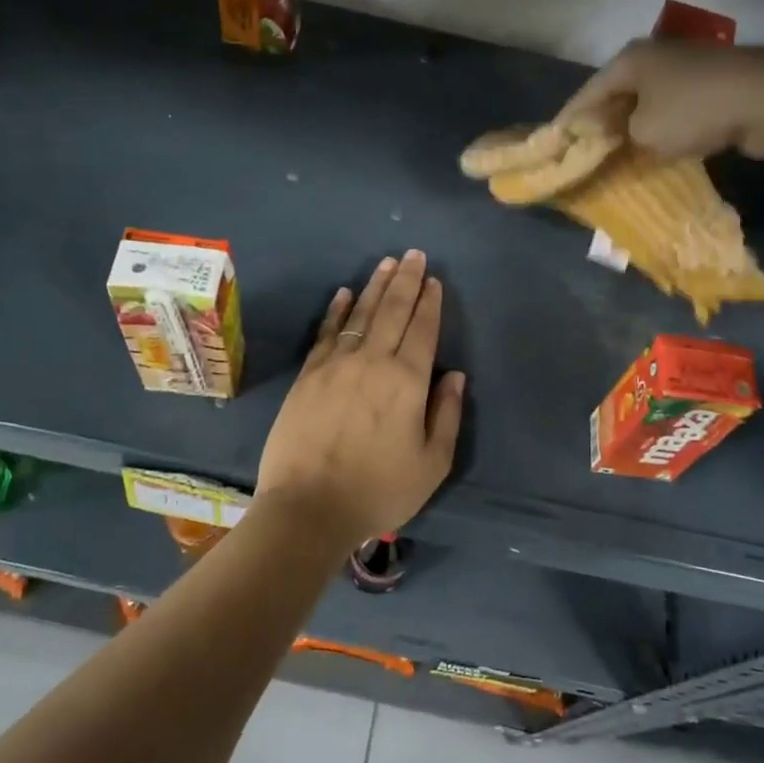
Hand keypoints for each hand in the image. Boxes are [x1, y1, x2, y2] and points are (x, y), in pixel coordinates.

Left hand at [256, 250, 465, 549]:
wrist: (308, 507)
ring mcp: (335, 365)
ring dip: (375, 286)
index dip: (430, 303)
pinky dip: (337, 311)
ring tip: (387, 264)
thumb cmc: (378, 490)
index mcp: (407, 382)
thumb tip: (455, 376)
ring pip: (360, 315)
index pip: (423, 330)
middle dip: (405, 280)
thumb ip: (447, 415)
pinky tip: (345, 294)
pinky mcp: (308, 375)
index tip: (434, 280)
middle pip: (392, 311)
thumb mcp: (431, 464)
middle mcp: (373, 362)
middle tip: (413, 254)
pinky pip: (326, 333)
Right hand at [558, 40, 763, 161]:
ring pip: (646, 100)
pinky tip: (657, 145)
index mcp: (630, 60)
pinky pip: (673, 106)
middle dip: (601, 122)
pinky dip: (661, 125)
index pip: (587, 92)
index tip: (555, 143)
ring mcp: (687, 65)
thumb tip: (611, 134)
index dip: (569, 120)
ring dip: (632, 125)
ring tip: (618, 151)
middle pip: (616, 93)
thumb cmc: (694, 111)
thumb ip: (617, 135)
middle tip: (585, 150)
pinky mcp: (712, 81)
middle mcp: (655, 55)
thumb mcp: (643, 133)